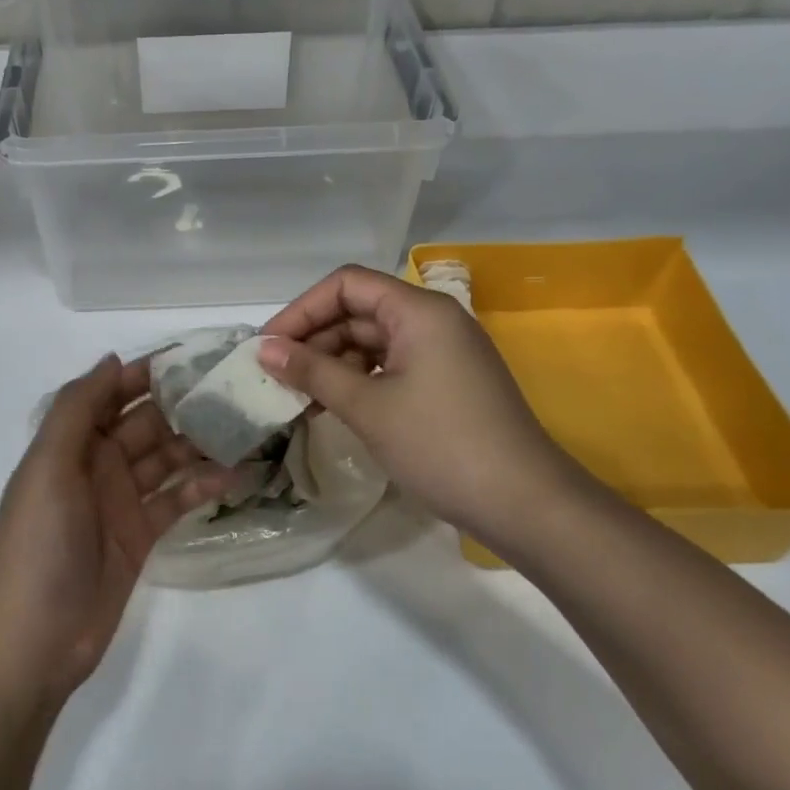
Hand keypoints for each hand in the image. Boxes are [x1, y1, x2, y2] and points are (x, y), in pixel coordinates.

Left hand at [0, 355, 226, 701]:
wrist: (37, 638)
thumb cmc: (40, 544)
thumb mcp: (48, 467)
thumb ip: (77, 410)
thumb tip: (113, 359)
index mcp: (71, 443)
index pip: (112, 394)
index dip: (146, 374)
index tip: (193, 357)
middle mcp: (97, 464)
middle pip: (145, 423)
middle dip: (183, 405)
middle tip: (234, 390)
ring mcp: (121, 499)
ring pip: (165, 458)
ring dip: (198, 443)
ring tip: (244, 427)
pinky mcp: (141, 533)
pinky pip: (175, 498)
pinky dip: (201, 485)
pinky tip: (233, 474)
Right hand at [257, 266, 591, 546]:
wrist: (525, 505)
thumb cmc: (441, 445)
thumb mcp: (368, 407)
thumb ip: (313, 371)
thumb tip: (264, 349)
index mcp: (419, 311)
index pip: (346, 285)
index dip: (301, 310)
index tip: (268, 346)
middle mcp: (433, 320)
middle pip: (358, 311)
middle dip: (314, 340)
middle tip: (275, 377)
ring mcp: (443, 353)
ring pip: (372, 342)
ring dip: (332, 364)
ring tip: (298, 398)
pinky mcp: (446, 383)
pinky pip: (391, 367)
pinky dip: (359, 382)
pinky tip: (332, 408)